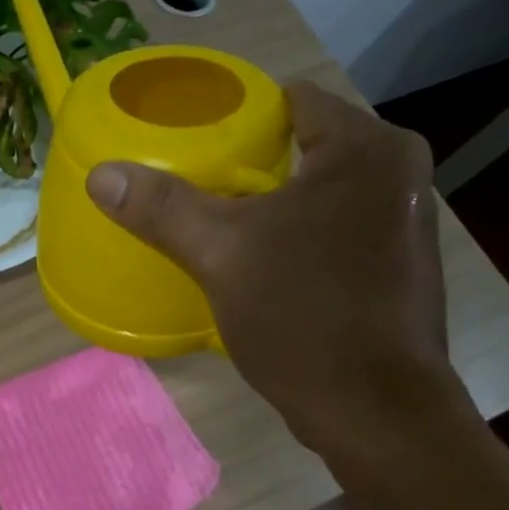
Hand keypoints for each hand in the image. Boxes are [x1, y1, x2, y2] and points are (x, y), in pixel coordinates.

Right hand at [86, 82, 473, 460]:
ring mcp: (407, 219)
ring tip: (224, 224)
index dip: (239, 116)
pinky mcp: (400, 264)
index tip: (196, 142)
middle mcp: (399, 171)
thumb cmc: (303, 315)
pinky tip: (268, 264)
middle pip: (307, 146)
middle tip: (198, 188)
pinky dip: (303, 233)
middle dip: (253, 163)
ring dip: (278, 202)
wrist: (374, 409)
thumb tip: (101, 173)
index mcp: (366, 148)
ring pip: (323, 190)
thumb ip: (162, 207)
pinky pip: (338, 226)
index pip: (293, 100)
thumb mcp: (220, 254)